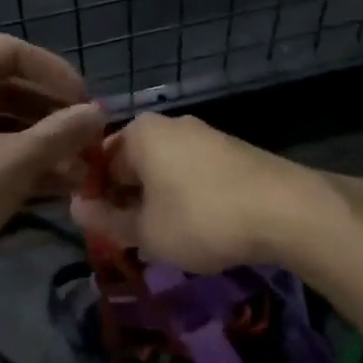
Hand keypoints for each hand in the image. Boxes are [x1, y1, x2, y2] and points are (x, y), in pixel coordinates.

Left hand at [0, 35, 106, 291]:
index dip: (54, 70)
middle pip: (9, 88)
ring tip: (79, 173)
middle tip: (87, 141)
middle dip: (53, 114)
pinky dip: (19, 164)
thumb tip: (98, 113)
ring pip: (1, 125)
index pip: (12, 52)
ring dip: (41, 144)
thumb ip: (59, 135)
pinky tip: (52, 190)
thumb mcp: (11, 163)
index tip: (84, 101)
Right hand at [69, 114, 362, 273]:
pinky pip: (194, 173)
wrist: (286, 210)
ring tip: (167, 239)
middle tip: (132, 239)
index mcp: (140, 132)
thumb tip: (76, 208)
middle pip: (133, 163)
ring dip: (158, 201)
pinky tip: (200, 227)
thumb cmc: (201, 217)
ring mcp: (205, 134)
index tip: (102, 232)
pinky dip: (187, 197)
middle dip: (128, 200)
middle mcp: (169, 123)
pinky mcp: (233, 150)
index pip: (99, 162)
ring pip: (165, 170)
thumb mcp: (146, 231)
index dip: (96, 198)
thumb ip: (107, 220)